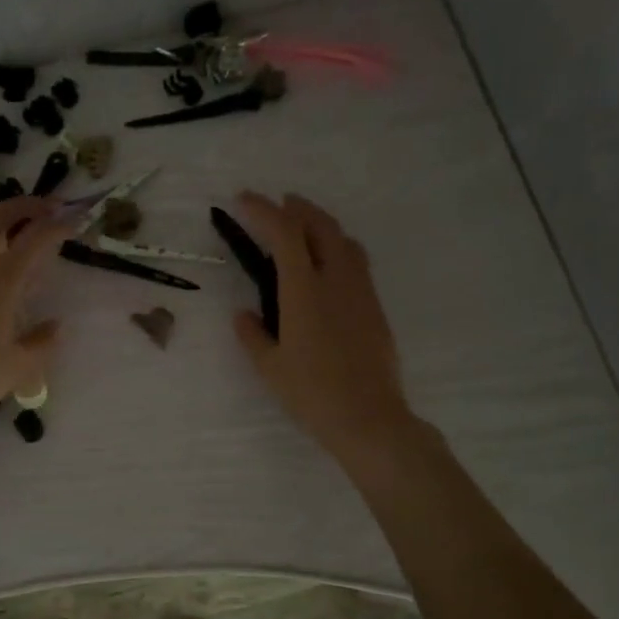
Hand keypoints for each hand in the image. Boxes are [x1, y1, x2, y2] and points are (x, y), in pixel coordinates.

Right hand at [230, 192, 416, 464]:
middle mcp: (336, 280)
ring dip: (321, 224)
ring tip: (304, 227)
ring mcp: (360, 292)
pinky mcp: (375, 307)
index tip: (244, 200)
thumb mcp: (269, 367)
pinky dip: (338, 247)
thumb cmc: (312, 394)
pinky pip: (356, 262)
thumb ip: (253, 334)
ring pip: (344, 240)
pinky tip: (327, 265)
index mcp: (304, 291)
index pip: (284, 233)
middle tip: (278, 204)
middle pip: (320, 226)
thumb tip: (243, 314)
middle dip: (297, 208)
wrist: (368, 418)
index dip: (263, 210)